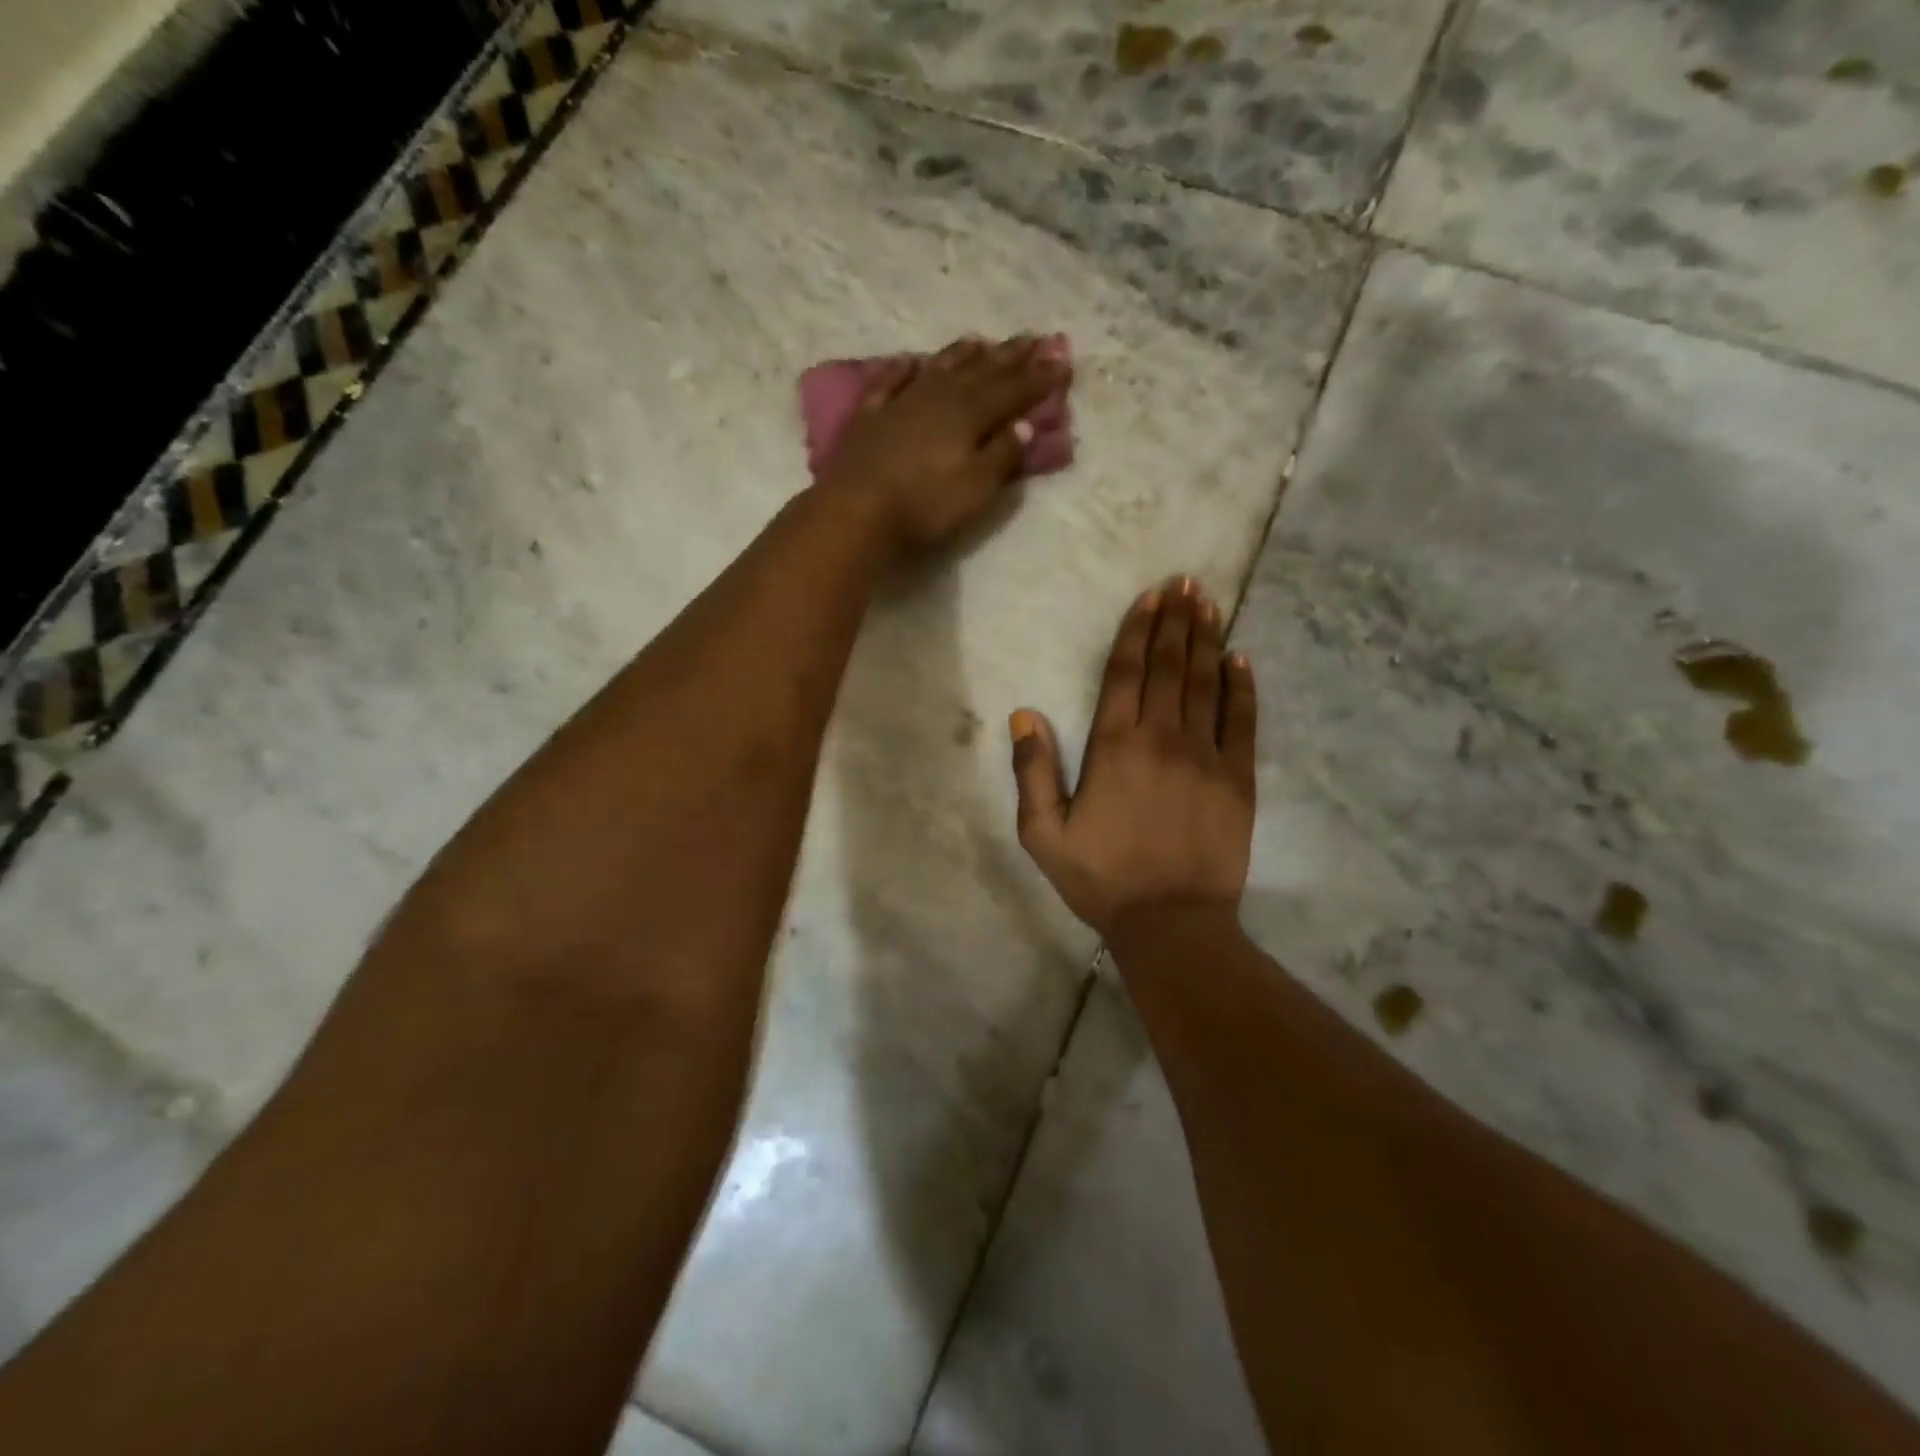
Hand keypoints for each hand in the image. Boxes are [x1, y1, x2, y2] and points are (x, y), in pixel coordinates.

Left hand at [814, 336, 1067, 554]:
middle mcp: (938, 397)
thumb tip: (1024, 425)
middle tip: (1031, 339)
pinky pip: (889, 382)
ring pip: (938, 369)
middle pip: (979, 371)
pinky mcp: (869, 417)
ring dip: (961, 355)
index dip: (1039, 378)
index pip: (1012, 391)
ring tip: (980, 341)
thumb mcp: (976, 488)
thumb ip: (1002, 455)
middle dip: (1008, 357)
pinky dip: (902, 370)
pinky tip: (909, 361)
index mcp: (969, 414)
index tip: (1062, 361)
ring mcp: (900, 403)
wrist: (856, 511)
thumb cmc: (924, 506)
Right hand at [1009, 579, 1257, 937]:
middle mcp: (1161, 737)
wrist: (1171, 922)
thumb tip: (1024, 716)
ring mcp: (1205, 755)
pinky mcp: (1237, 778)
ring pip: (1205, 684)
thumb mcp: (1043, 834)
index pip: (1124, 673)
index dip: (1136, 631)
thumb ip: (1033, 772)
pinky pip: (1242, 722)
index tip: (1150, 597)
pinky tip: (1240, 660)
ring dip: (1206, 640)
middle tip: (1186, 584)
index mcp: (1113, 746)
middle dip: (1175, 621)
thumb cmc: (1101, 879)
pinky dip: (1241, 688)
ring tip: (1209, 604)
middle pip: (1168, 666)